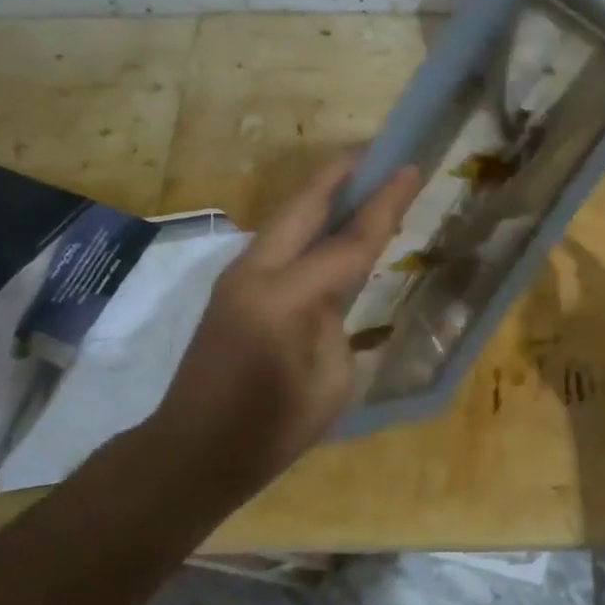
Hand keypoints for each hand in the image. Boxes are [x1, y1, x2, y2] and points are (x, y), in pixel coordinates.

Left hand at [150, 154, 420, 492]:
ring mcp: (237, 276)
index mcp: (284, 299)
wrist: (193, 452)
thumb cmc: (271, 430)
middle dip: (342, 172)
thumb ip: (336, 322)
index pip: (348, 241)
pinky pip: (279, 240)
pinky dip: (309, 222)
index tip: (410, 168)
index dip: (385, 204)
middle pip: (305, 204)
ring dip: (324, 194)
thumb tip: (331, 295)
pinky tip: (332, 226)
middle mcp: (254, 272)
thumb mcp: (330, 381)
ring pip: (287, 217)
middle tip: (380, 152)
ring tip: (362, 178)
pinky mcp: (233, 287)